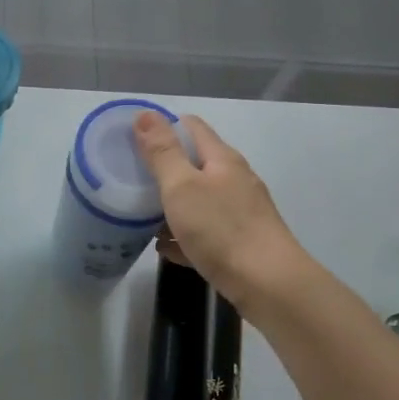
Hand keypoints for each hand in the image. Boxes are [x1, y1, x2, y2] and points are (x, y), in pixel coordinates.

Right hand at [135, 112, 307, 314]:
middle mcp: (234, 180)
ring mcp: (240, 213)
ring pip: (198, 199)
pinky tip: (165, 248)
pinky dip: (184, 234)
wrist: (269, 286)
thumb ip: (162, 151)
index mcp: (222, 160)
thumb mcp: (182, 186)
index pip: (191, 127)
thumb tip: (145, 113)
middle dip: (163, 167)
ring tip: (138, 214)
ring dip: (171, 203)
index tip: (131, 137)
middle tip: (129, 176)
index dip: (162, 125)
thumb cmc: (222, 229)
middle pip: (194, 163)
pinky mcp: (240, 243)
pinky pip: (204, 231)